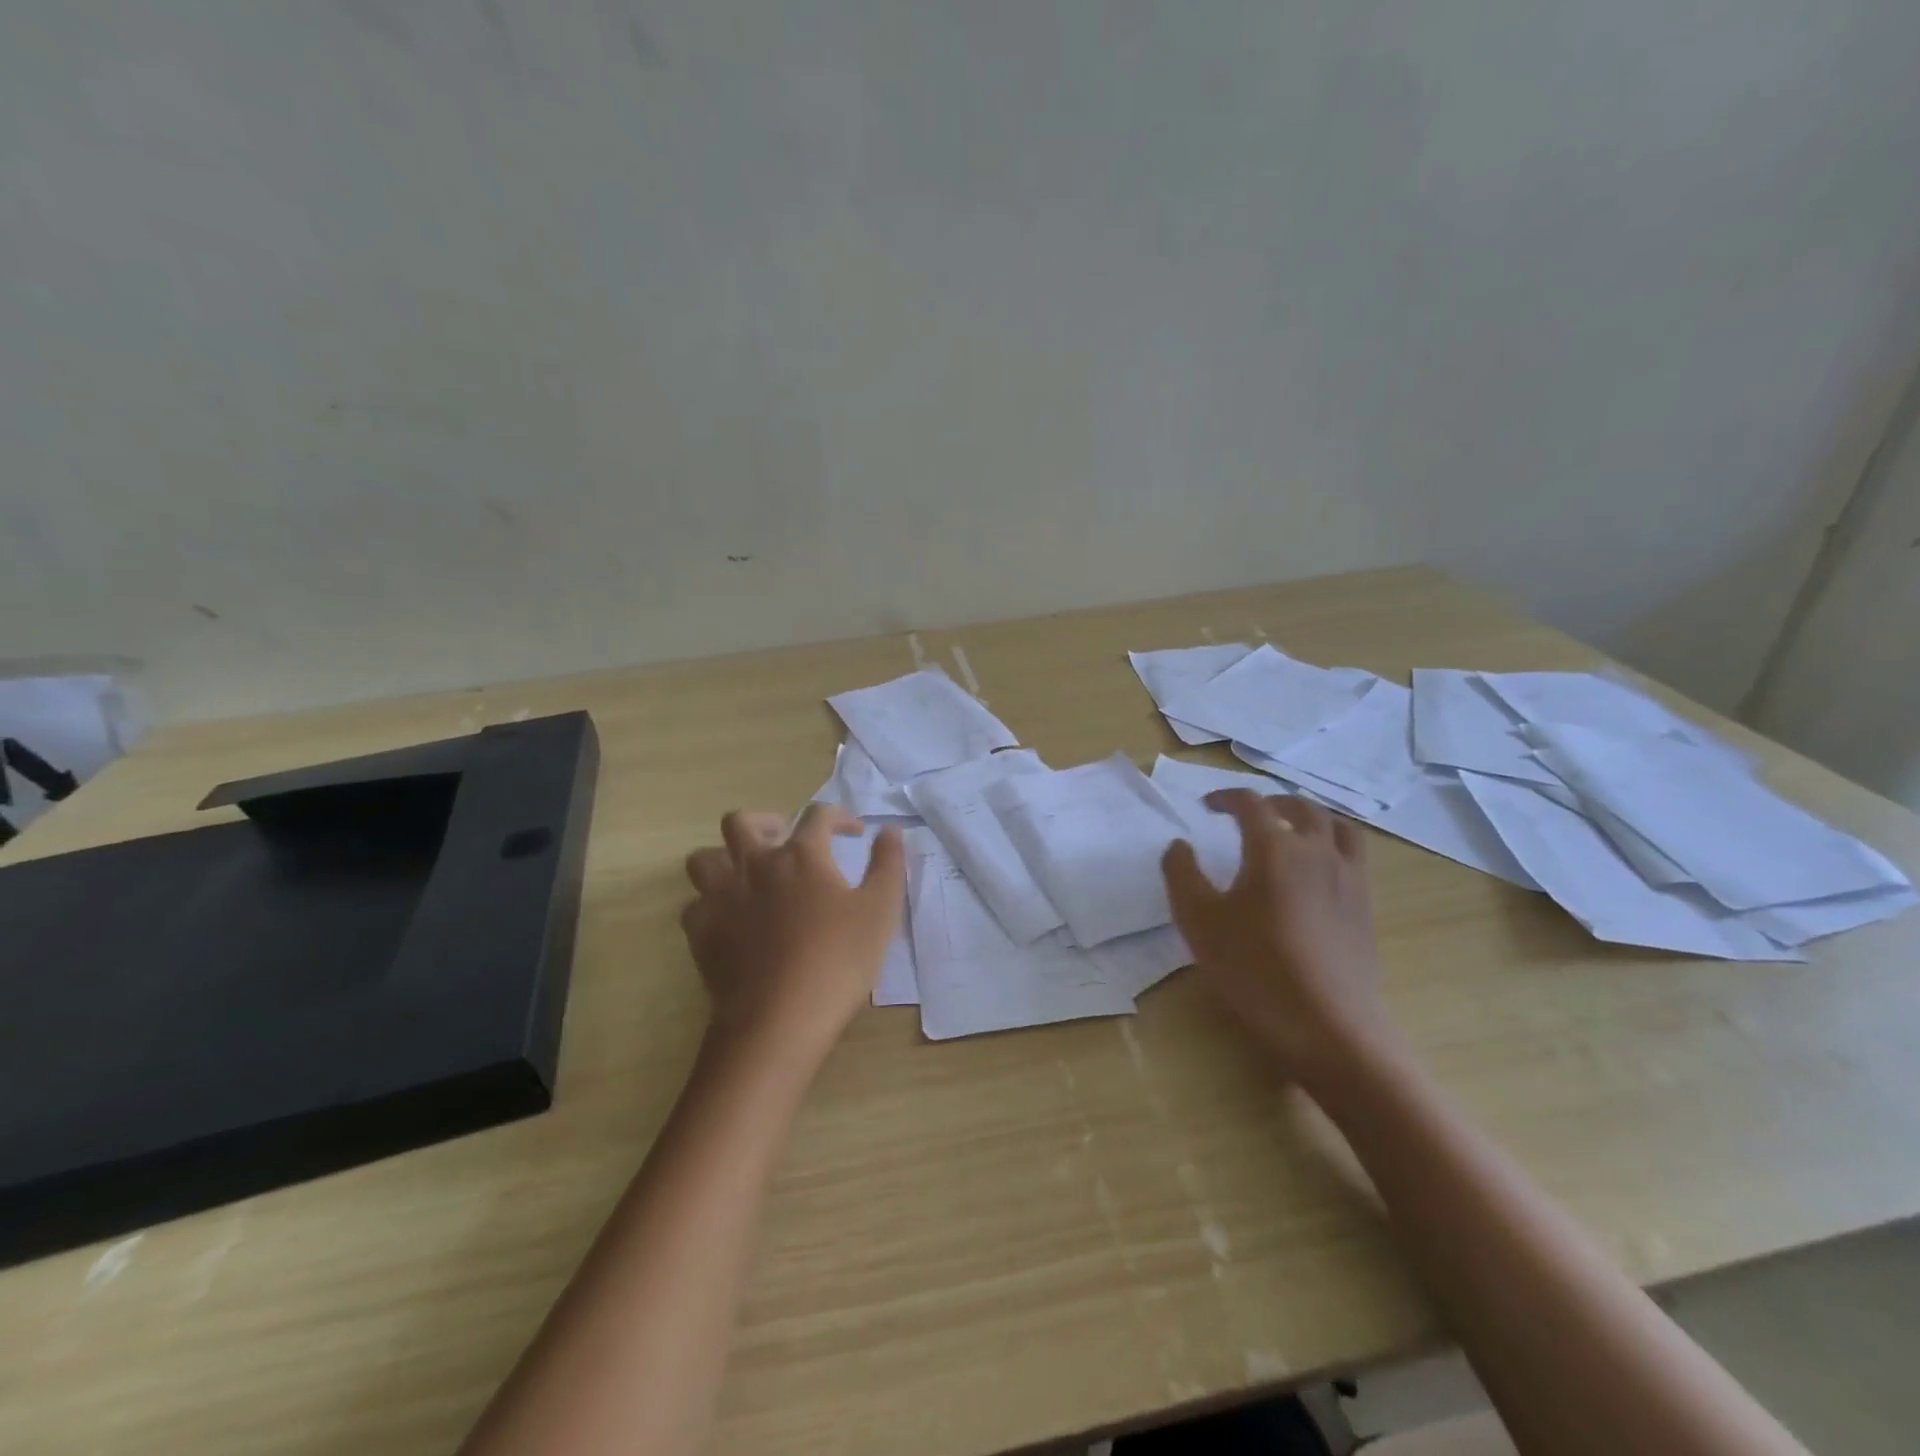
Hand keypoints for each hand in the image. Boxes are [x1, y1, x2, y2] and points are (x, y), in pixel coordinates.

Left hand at [681, 804, 904, 1065]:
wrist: (778, 1019)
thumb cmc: (837, 961)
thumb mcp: (880, 910)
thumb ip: (888, 864)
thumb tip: (890, 830)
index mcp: (801, 855)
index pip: (818, 815)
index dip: (839, 816)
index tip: (854, 832)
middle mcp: (754, 864)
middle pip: (742, 822)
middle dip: (765, 823)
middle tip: (786, 841)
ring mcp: (720, 897)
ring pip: (703, 858)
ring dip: (724, 858)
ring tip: (747, 875)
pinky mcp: (700, 932)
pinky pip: (694, 904)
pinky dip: (710, 905)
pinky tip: (729, 920)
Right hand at [1161, 790, 1388, 1088]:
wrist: (1328, 1026)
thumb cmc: (1254, 968)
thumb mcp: (1198, 920)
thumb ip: (1182, 873)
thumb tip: (1180, 845)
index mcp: (1274, 847)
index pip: (1250, 803)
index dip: (1226, 797)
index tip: (1206, 805)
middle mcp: (1316, 851)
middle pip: (1299, 806)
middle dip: (1269, 801)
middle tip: (1247, 813)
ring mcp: (1348, 877)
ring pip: (1335, 825)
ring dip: (1308, 816)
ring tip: (1290, 829)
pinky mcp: (1365, 906)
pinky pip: (1353, 855)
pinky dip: (1331, 844)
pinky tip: (1315, 871)